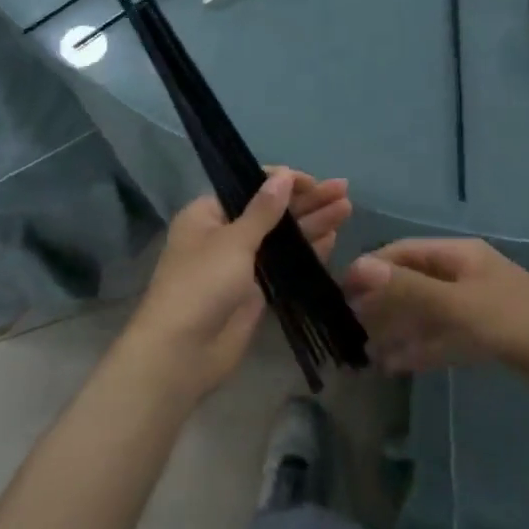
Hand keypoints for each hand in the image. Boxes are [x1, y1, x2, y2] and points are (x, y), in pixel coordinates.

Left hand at [120, 170, 350, 401]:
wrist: (182, 353)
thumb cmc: (201, 285)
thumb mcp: (233, 241)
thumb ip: (263, 210)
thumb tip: (283, 176)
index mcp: (208, 213)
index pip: (250, 186)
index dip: (283, 182)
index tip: (313, 182)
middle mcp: (225, 234)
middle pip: (271, 210)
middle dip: (306, 201)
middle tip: (342, 190)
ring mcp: (241, 264)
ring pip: (282, 237)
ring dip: (312, 223)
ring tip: (346, 208)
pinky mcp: (256, 291)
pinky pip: (285, 264)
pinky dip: (307, 251)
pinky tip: (332, 239)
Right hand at [343, 238, 528, 405]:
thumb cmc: (517, 324)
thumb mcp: (459, 306)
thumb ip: (409, 289)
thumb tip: (359, 267)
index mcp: (460, 255)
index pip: (404, 252)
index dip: (372, 269)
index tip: (342, 294)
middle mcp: (465, 273)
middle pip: (414, 282)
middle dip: (383, 302)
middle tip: (349, 327)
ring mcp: (476, 305)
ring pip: (426, 312)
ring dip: (398, 328)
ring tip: (365, 350)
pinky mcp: (485, 335)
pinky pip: (443, 336)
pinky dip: (420, 347)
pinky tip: (395, 364)